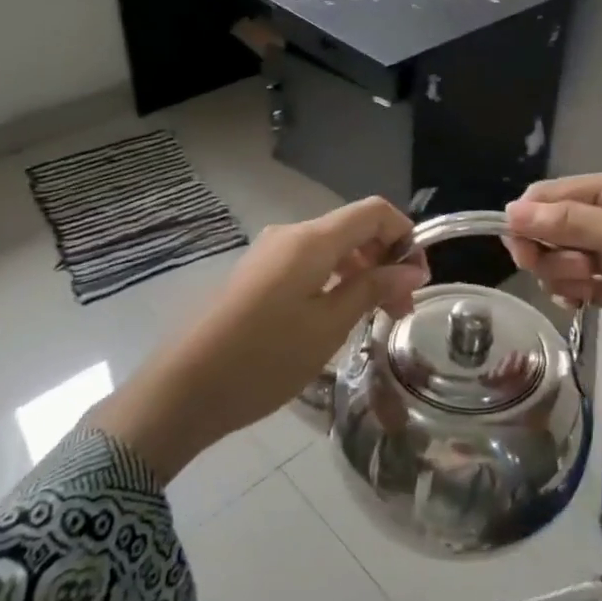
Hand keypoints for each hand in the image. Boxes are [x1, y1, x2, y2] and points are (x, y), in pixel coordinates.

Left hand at [91, 197, 427, 479]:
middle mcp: (290, 234)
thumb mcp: (328, 326)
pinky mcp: (256, 275)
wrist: (184, 390)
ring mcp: (269, 254)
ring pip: (330, 249)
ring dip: (360, 273)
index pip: (373, 211)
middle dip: (385, 259)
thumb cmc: (264, 358)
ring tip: (373, 318)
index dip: (404, 234)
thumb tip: (411, 268)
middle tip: (400, 309)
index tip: (418, 278)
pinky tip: (336, 318)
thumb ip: (372, 288)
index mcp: (311, 239)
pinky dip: (333, 281)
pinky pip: (307, 264)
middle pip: (352, 229)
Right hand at [503, 173, 601, 462]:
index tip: (524, 253)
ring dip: (561, 274)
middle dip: (548, 249)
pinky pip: (575, 283)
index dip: (529, 219)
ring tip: (590, 291)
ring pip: (559, 256)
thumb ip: (571, 221)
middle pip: (549, 225)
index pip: (550, 193)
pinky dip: (571, 292)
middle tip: (570, 274)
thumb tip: (510, 211)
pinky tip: (584, 304)